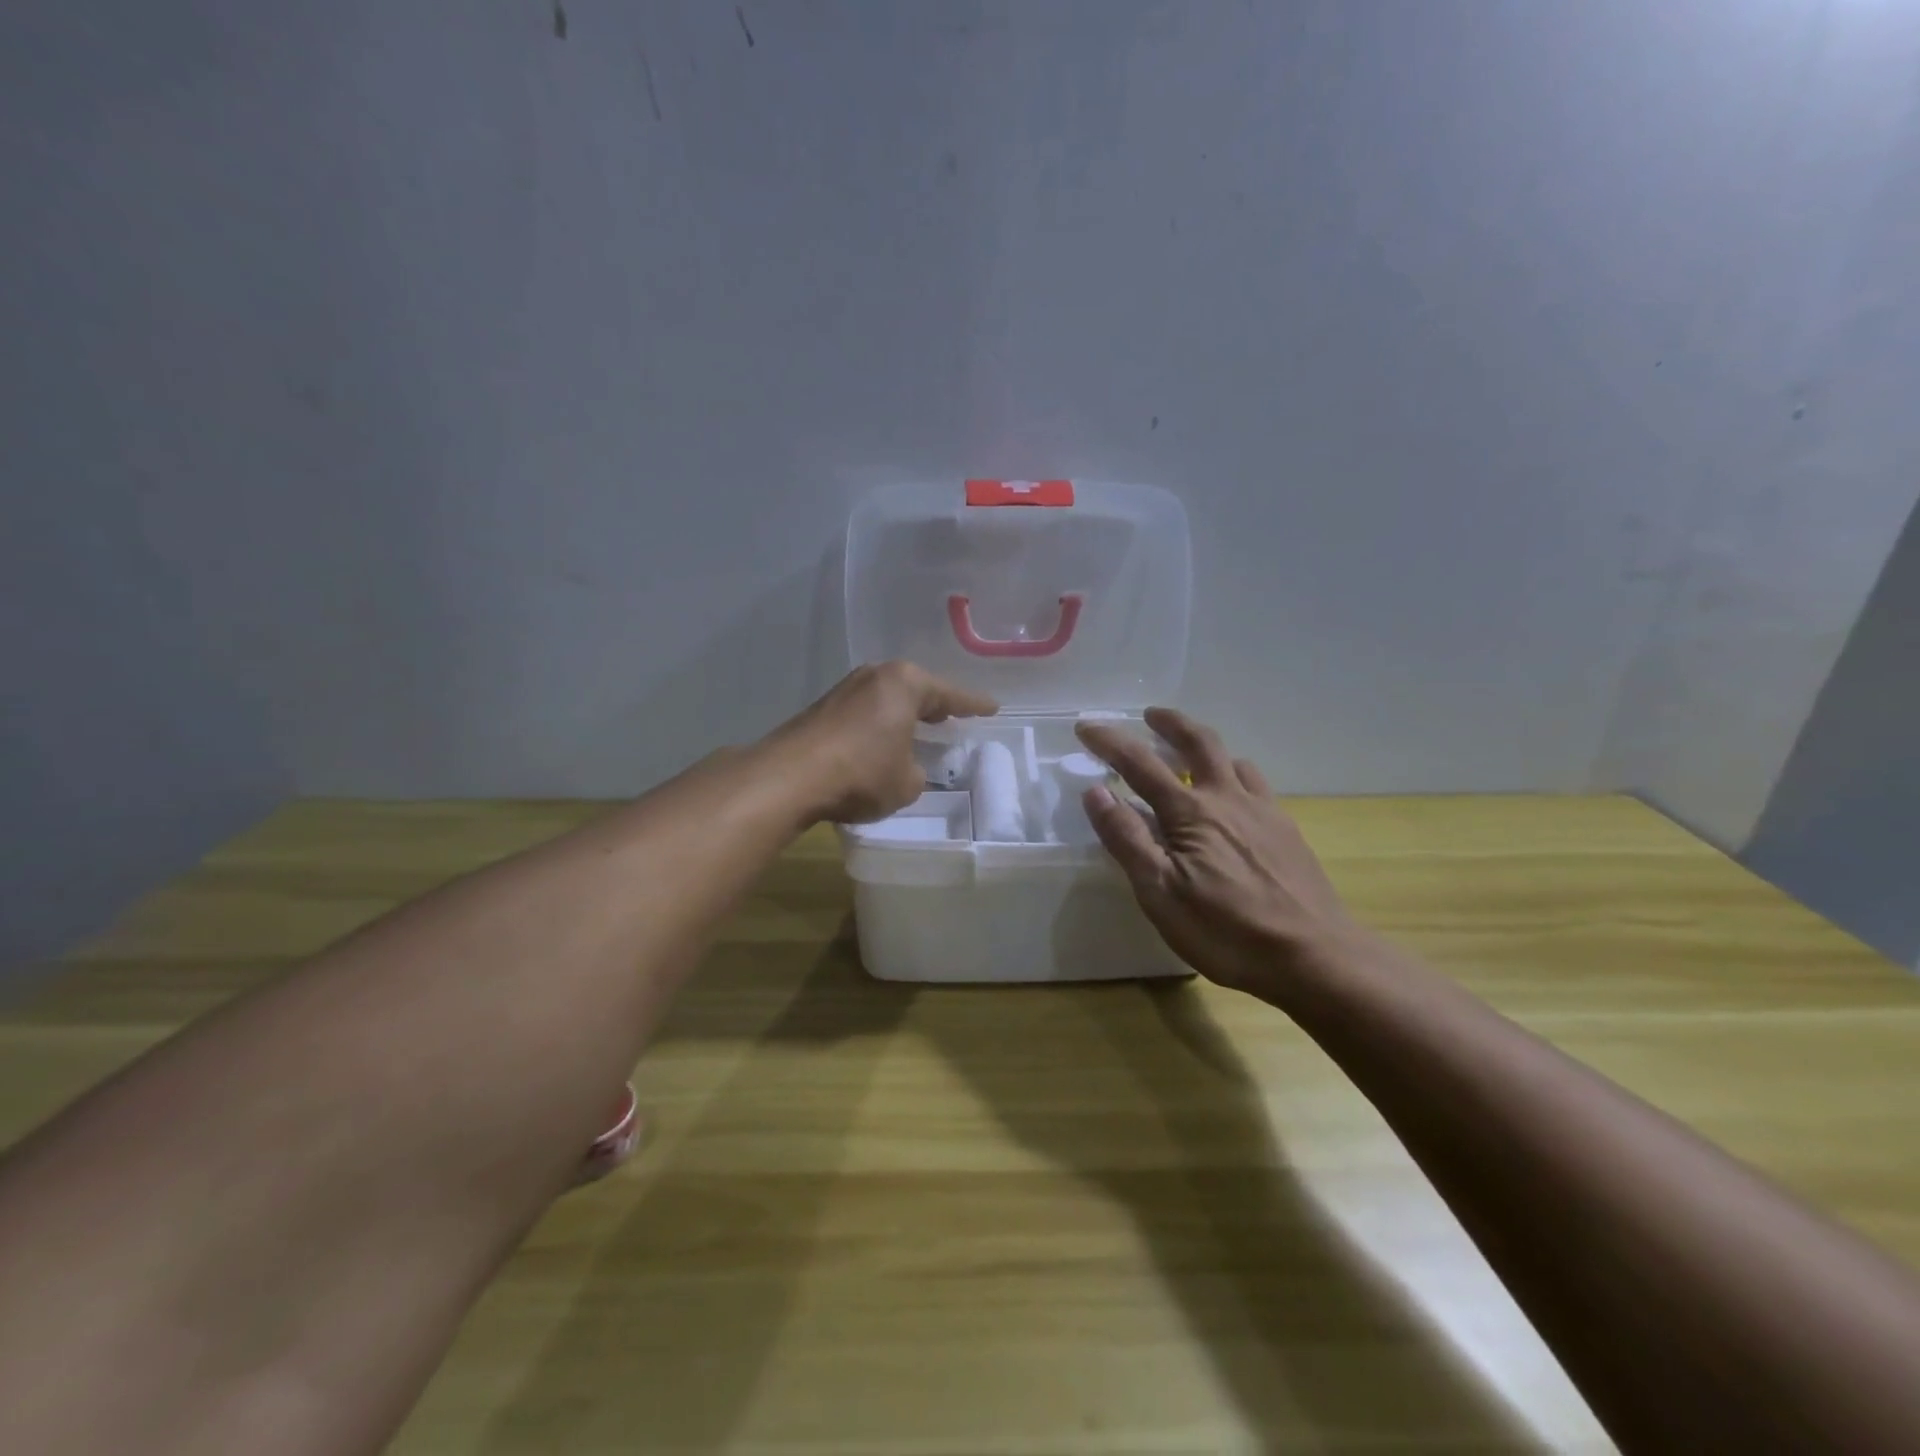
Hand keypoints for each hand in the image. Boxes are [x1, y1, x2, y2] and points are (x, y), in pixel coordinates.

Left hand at [771, 661, 996, 823]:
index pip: (950, 695)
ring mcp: (845, 689)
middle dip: (935, 704)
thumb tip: (906, 767)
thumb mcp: (906, 783)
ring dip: (903, 714)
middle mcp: (875, 676)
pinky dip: (879, 724)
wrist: (791, 776)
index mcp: (905, 683)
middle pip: (915, 689)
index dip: (973, 705)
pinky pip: (865, 712)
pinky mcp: (822, 708)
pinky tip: (881, 740)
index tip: (991, 708)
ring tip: (919, 728)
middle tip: (954, 716)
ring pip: (887, 699)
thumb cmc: (862, 773)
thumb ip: (916, 772)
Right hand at [1074, 708, 1358, 994]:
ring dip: (1206, 748)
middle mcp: (1227, 798)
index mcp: (1190, 812)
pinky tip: (1235, 799)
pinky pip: (1257, 785)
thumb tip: (1096, 792)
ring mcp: (1264, 812)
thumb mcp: (1160, 893)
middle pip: (1198, 742)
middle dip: (1170, 723)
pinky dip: (1235, 775)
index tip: (1086, 725)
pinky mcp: (1287, 831)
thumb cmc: (1226, 931)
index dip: (1110, 741)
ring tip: (1191, 755)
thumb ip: (1127, 839)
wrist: (1315, 957)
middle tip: (1150, 715)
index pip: (1140, 763)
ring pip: (1233, 761)